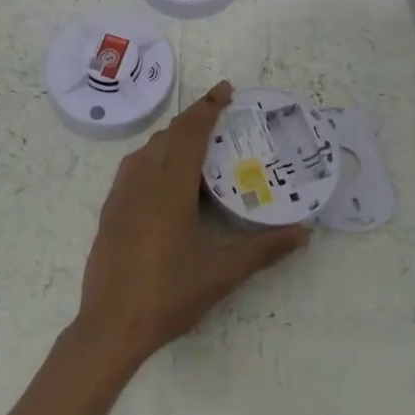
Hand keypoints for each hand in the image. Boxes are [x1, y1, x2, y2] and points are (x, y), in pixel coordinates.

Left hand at [75, 80, 309, 368]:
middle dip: (195, 118)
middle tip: (221, 115)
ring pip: (150, 148)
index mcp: (171, 184)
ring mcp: (122, 192)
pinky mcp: (111, 208)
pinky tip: (165, 177)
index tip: (226, 89)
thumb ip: (264, 249)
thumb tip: (304, 232)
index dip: (209, 106)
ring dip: (174, 137)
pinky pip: (136, 165)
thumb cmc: (169, 294)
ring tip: (198, 143)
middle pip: (171, 134)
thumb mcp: (222, 273)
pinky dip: (155, 156)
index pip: (192, 131)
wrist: (110, 326)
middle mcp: (144, 177)